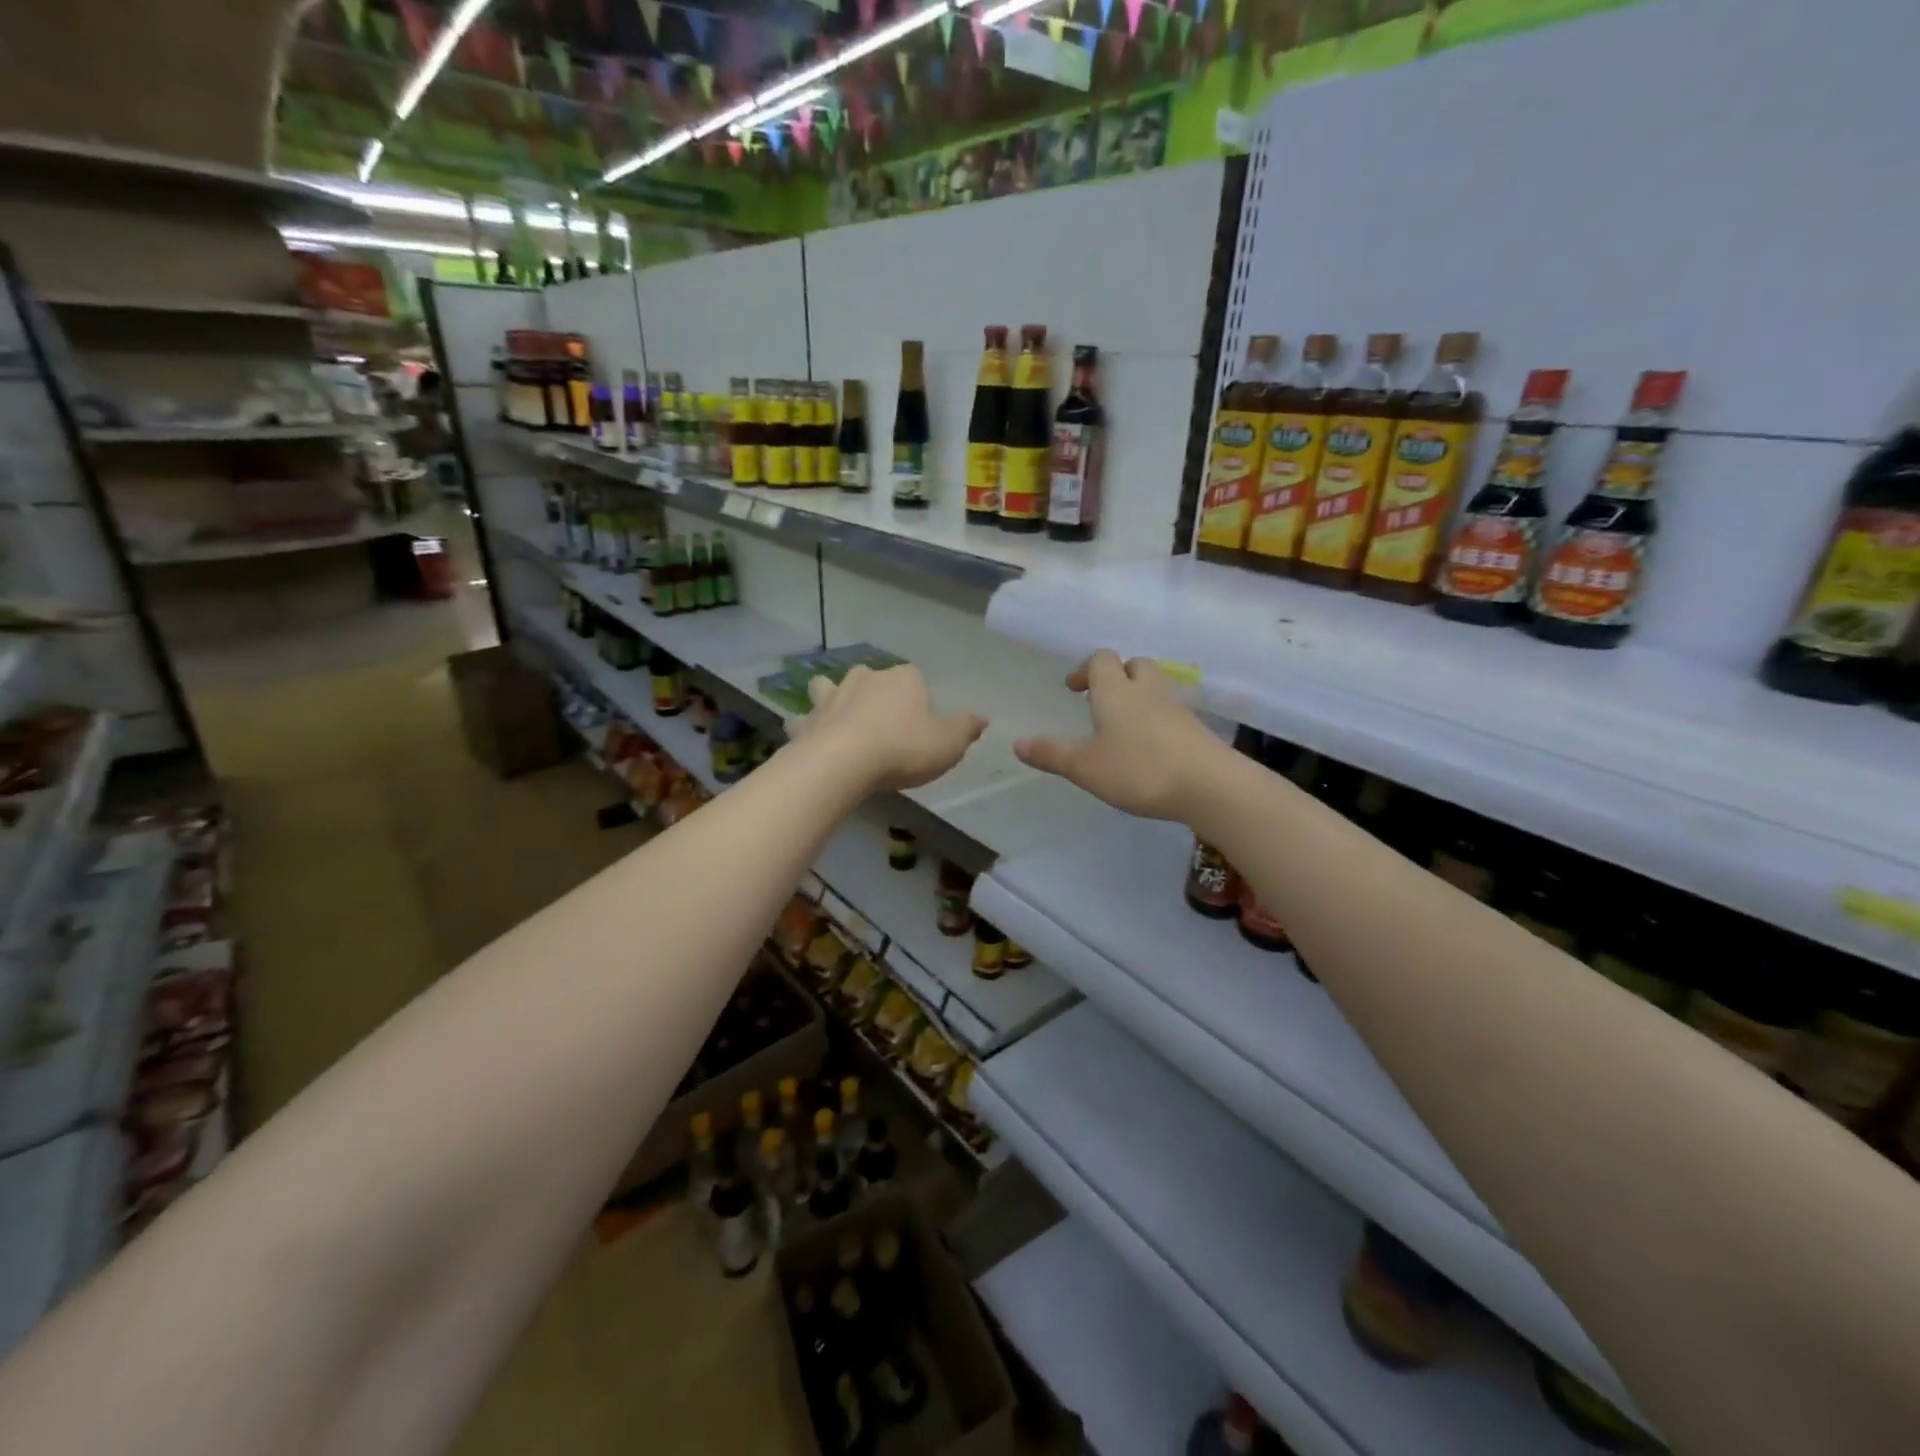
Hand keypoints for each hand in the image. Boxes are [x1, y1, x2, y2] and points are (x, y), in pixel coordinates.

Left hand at [790, 664, 987, 793]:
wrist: (843, 764)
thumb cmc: (902, 750)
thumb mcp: (948, 744)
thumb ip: (966, 728)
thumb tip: (983, 717)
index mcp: (903, 678)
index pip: (916, 679)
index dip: (919, 700)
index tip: (921, 725)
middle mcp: (866, 678)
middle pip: (873, 679)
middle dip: (876, 695)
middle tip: (884, 726)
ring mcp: (832, 696)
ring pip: (830, 688)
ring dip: (834, 698)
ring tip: (840, 718)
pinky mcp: (808, 720)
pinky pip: (805, 719)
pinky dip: (807, 725)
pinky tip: (809, 736)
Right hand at [1014, 650, 1224, 820]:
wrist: (1209, 786)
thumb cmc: (1139, 770)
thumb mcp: (1085, 767)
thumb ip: (1052, 754)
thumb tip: (1017, 743)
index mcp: (1115, 691)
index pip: (1101, 659)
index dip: (1085, 669)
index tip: (1073, 689)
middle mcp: (1146, 691)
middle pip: (1135, 664)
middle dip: (1117, 675)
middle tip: (1100, 701)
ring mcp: (1176, 708)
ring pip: (1155, 687)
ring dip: (1138, 696)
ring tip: (1122, 727)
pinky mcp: (1196, 729)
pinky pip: (1171, 712)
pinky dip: (1157, 720)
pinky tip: (1149, 748)